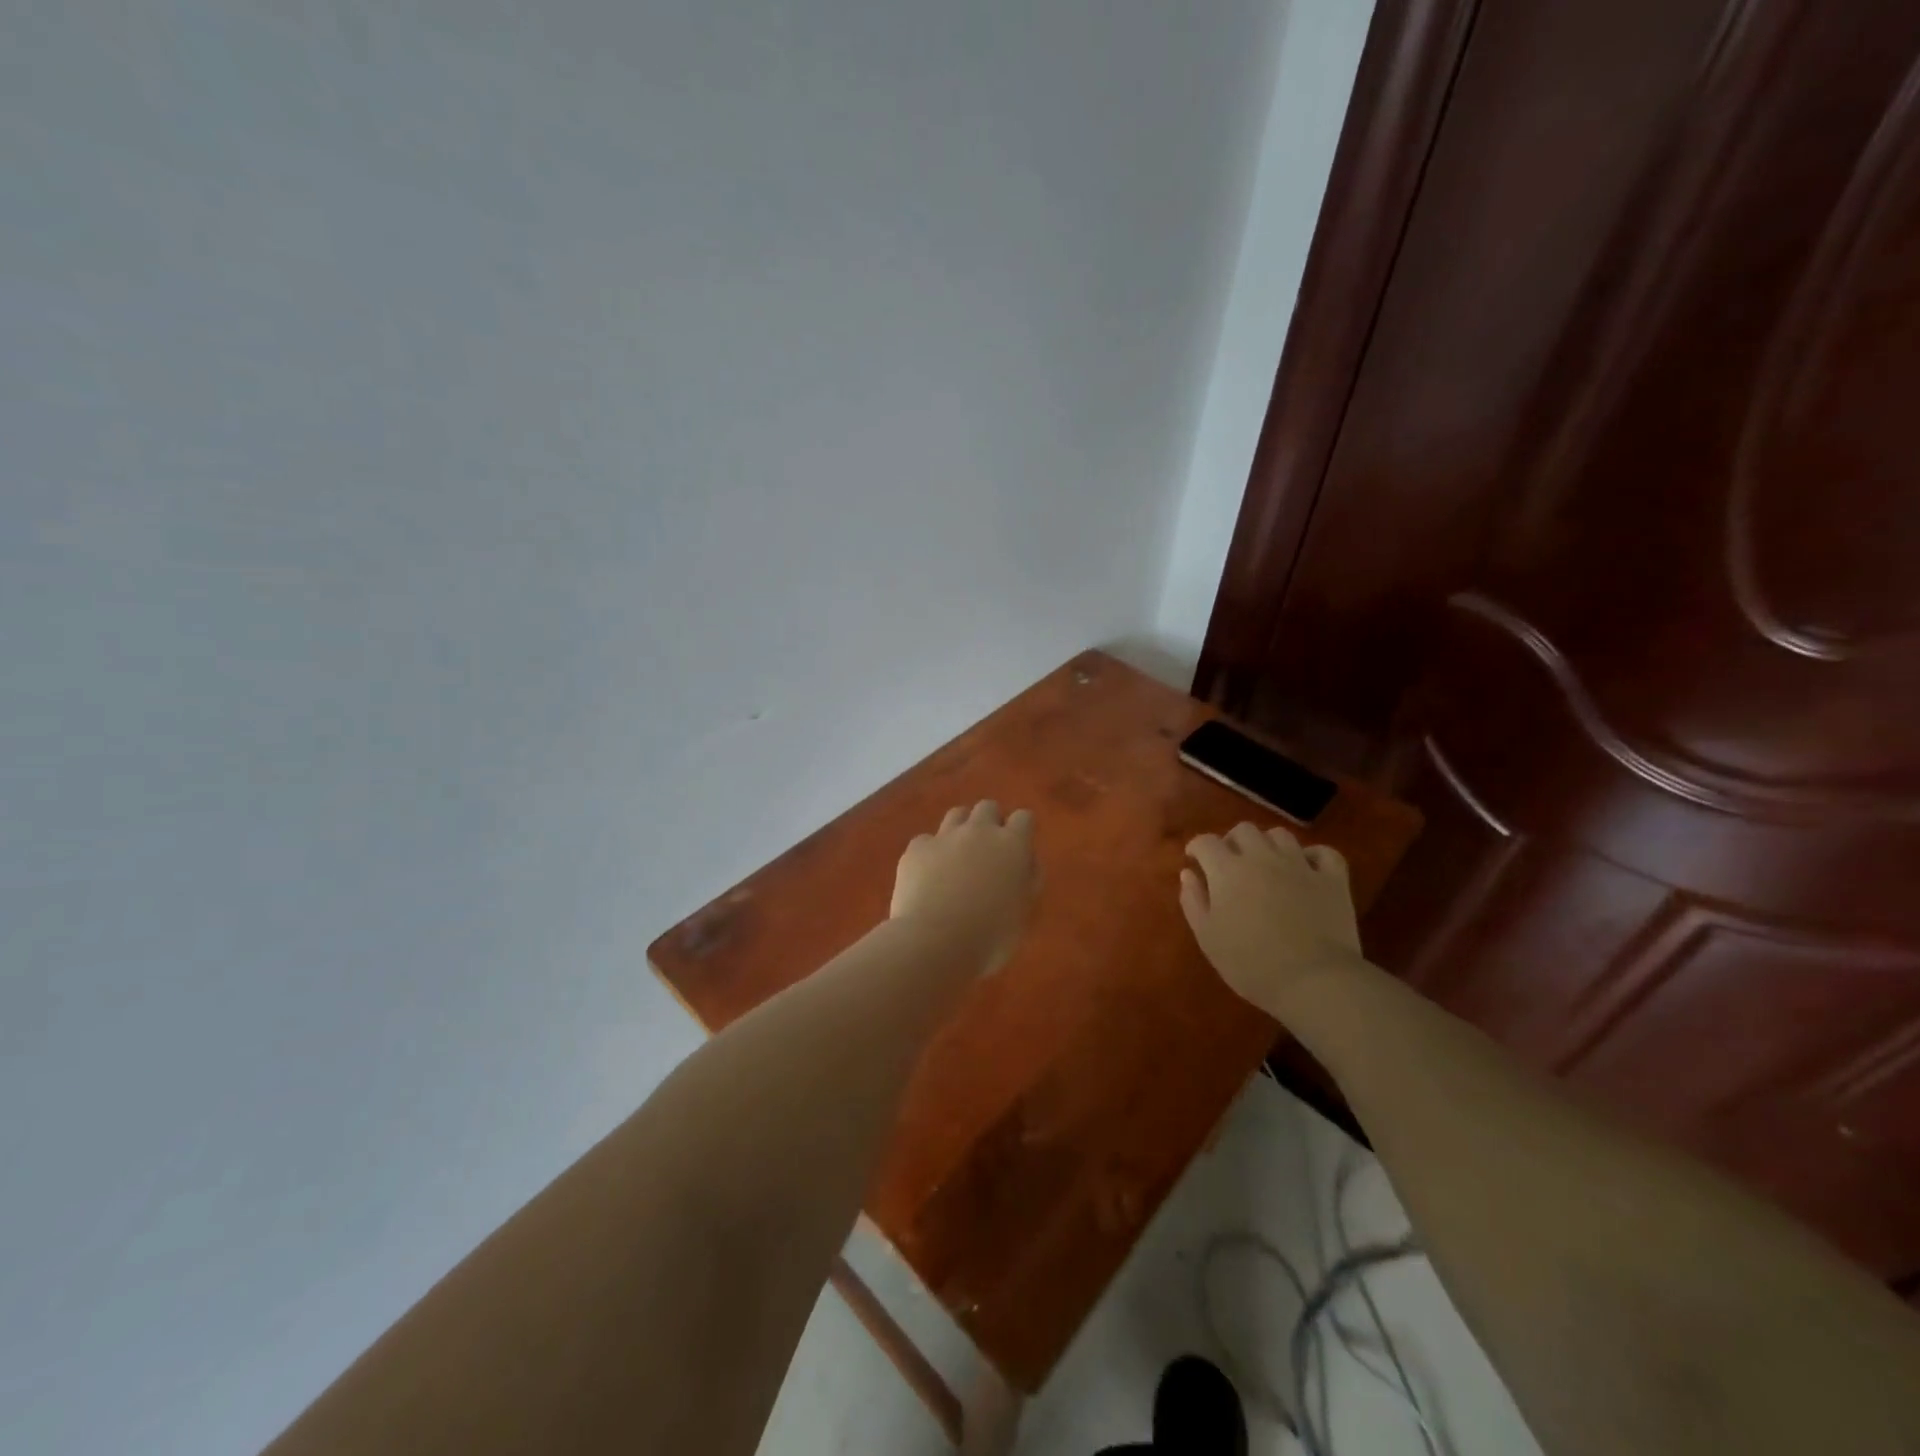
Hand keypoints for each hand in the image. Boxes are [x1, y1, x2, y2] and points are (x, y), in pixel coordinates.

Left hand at [892, 801, 1037, 973]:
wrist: (935, 941)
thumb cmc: (990, 936)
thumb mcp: (1023, 912)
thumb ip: (1028, 880)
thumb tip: (1025, 864)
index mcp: (1012, 845)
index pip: (1023, 818)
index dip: (1021, 831)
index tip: (1018, 849)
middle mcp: (979, 831)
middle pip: (988, 807)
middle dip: (990, 822)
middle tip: (988, 851)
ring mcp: (945, 836)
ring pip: (957, 814)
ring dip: (961, 829)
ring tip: (958, 856)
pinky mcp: (917, 848)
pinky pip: (926, 840)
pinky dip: (930, 852)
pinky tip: (928, 874)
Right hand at [1180, 823, 1361, 1016]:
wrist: (1313, 980)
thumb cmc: (1250, 963)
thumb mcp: (1208, 937)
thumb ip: (1193, 901)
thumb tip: (1188, 873)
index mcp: (1227, 870)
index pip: (1206, 841)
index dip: (1197, 848)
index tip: (1195, 860)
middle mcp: (1262, 857)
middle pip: (1244, 830)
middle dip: (1233, 841)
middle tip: (1231, 863)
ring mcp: (1300, 865)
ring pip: (1280, 835)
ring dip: (1269, 844)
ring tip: (1267, 865)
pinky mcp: (1332, 879)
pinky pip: (1324, 853)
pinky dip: (1313, 856)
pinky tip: (1307, 869)